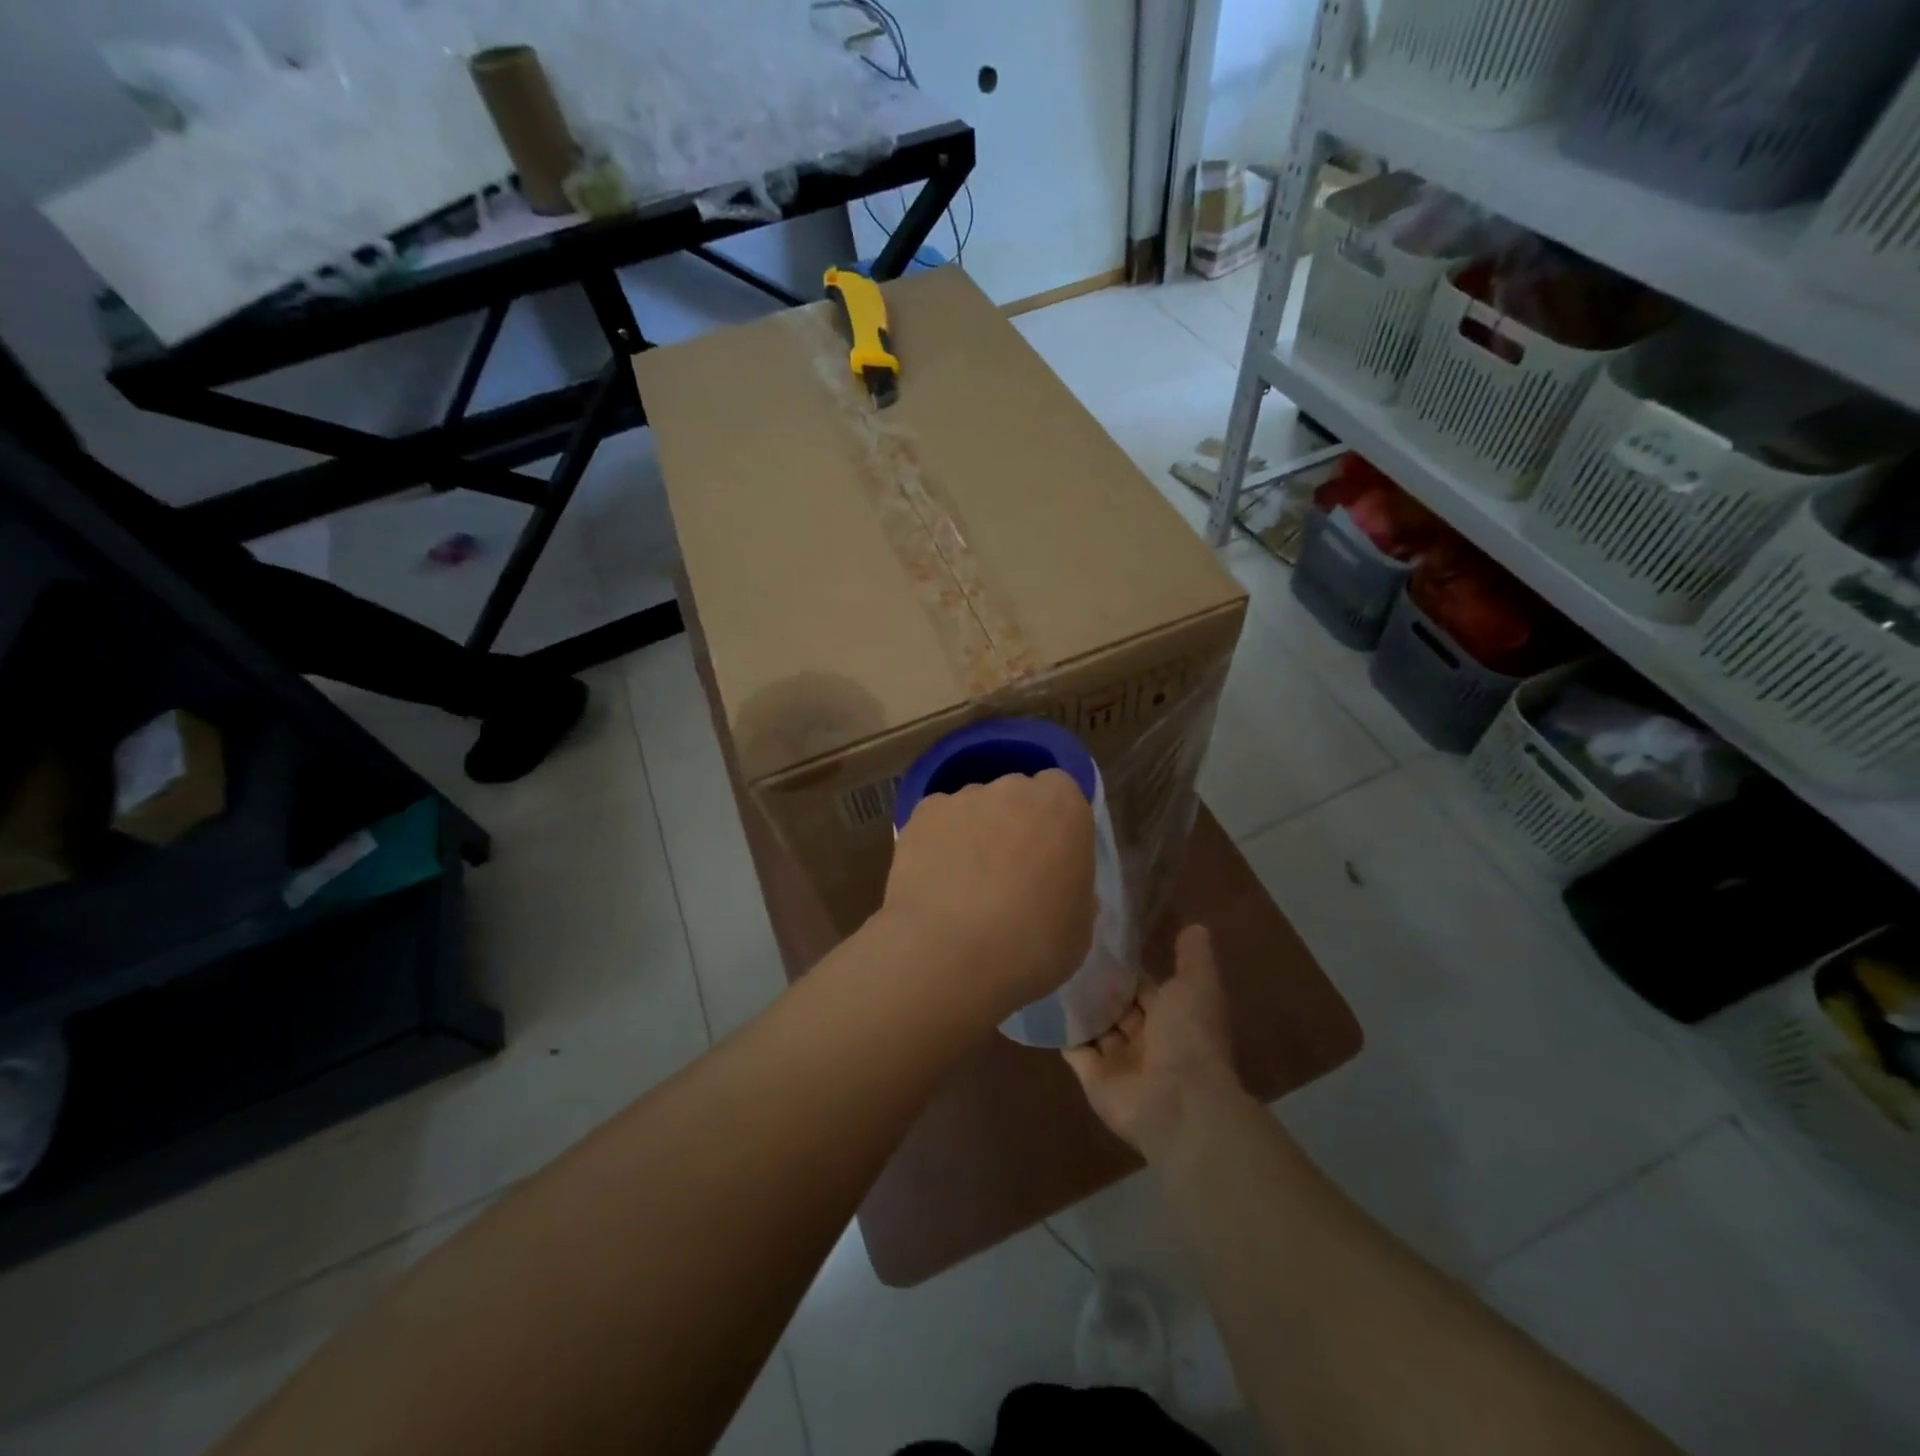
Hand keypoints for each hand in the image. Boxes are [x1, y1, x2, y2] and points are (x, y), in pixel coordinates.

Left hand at [881, 769, 1095, 1024]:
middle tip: (1008, 874)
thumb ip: (1072, 890)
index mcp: (1063, 807)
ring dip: (973, 834)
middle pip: (1015, 795)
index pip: (1060, 791)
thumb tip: (1057, 886)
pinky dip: (937, 844)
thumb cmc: (1033, 945)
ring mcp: (963, 798)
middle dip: (1013, 824)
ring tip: (962, 886)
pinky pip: (936, 824)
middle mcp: (1013, 788)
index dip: (1053, 822)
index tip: (1049, 856)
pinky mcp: (921, 815)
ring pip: (973, 808)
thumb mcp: (1078, 928)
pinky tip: (934, 884)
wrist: (950, 954)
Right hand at [1064, 925, 1245, 1159]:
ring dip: (1076, 1004)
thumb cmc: (1189, 1037)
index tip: (1096, 936)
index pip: (1142, 984)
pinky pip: (1073, 1048)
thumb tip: (1196, 926)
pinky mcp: (1093, 1077)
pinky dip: (1059, 1029)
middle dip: (1096, 983)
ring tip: (1044, 967)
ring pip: (1094, 1025)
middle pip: (1115, 1005)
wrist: (1177, 1102)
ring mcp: (1118, 1060)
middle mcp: (1145, 1038)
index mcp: (1171, 1017)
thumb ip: (1193, 958)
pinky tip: (1038, 1000)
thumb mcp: (1197, 987)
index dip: (1123, 964)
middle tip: (1062, 947)